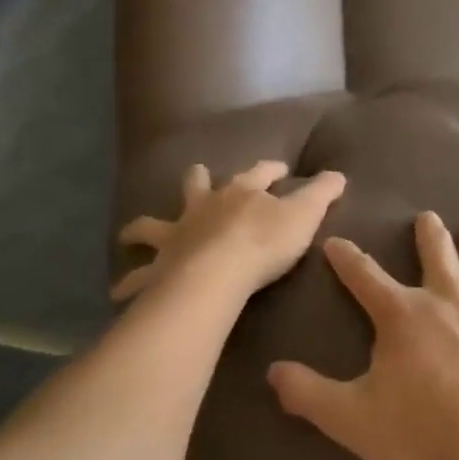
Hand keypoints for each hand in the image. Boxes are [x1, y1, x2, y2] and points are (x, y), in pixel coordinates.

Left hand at [114, 161, 345, 303]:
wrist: (218, 275)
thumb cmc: (265, 242)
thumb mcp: (306, 215)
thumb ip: (322, 193)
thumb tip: (339, 174)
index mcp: (241, 192)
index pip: (259, 172)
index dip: (270, 169)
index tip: (279, 168)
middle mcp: (204, 207)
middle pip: (196, 185)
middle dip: (197, 180)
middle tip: (197, 176)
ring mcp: (176, 236)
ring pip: (151, 225)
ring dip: (142, 229)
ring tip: (130, 235)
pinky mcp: (159, 268)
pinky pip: (138, 277)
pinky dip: (129, 282)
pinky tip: (119, 291)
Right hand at [268, 211, 458, 459]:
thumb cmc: (426, 432)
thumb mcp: (354, 419)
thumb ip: (310, 395)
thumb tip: (271, 373)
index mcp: (404, 313)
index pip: (364, 276)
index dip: (346, 258)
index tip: (336, 242)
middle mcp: (448, 292)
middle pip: (436, 249)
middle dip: (429, 231)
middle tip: (427, 218)